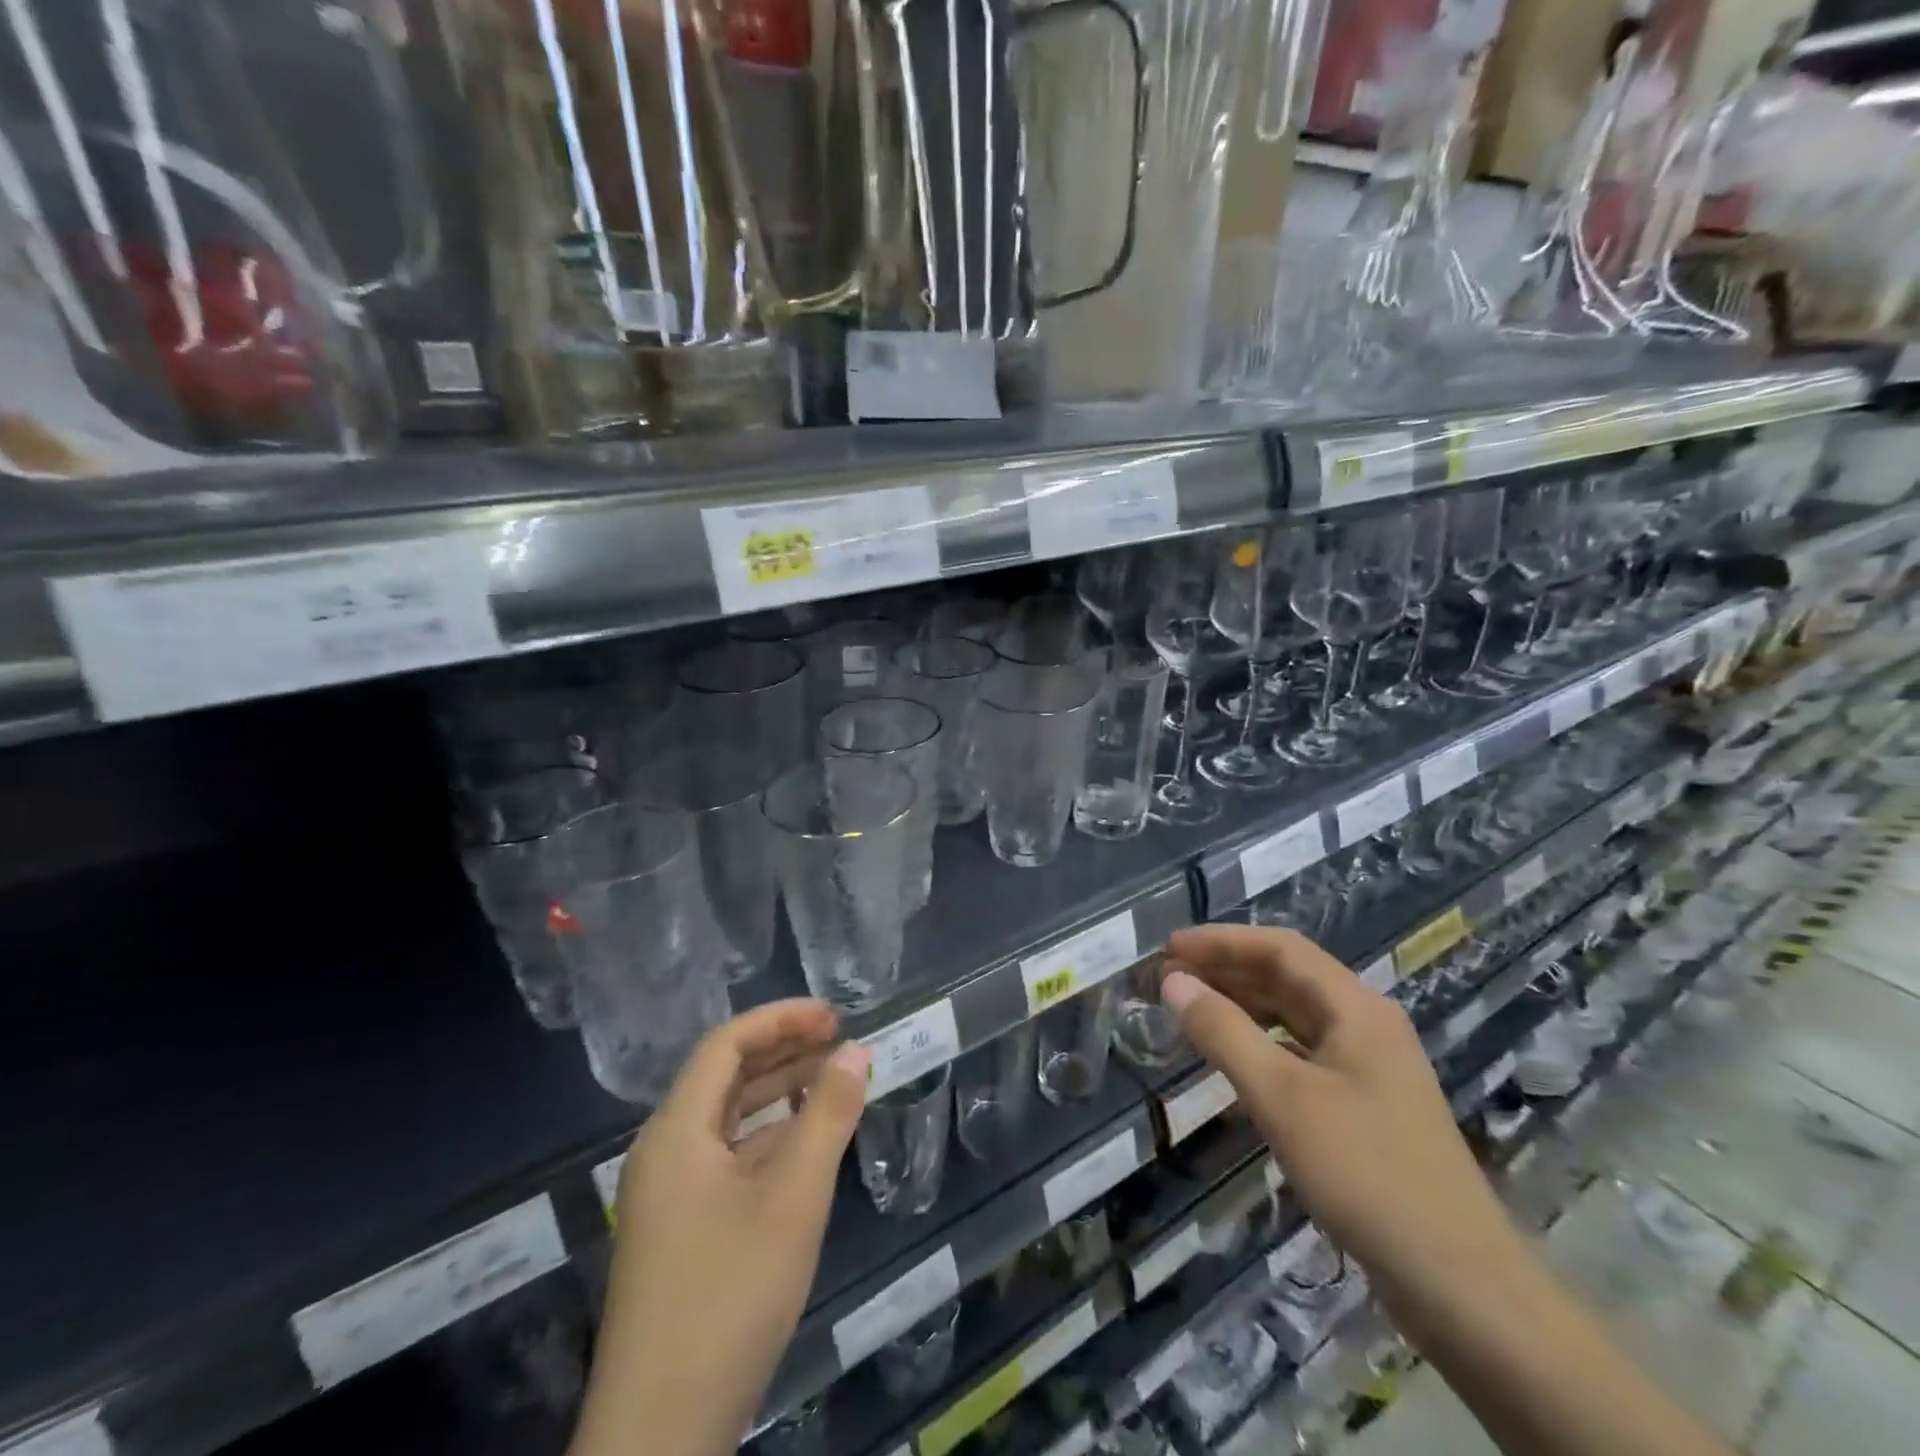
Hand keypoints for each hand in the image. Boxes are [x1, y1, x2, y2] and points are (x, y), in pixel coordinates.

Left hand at [571, 1001, 869, 1455]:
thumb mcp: (792, 1200)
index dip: (781, 1019)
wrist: (660, 1437)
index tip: (834, 1017)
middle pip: (726, 1076)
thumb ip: (827, 1117)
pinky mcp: (682, 1230)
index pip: (726, 1044)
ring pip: (729, 1119)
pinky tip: (808, 1143)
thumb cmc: (728, 1298)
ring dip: (780, 1092)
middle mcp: (665, 1151)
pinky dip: (771, 1137)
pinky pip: (729, 1158)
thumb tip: (857, 1050)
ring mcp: (670, 1195)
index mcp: (675, 1132)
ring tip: (834, 1079)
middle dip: (784, 1050)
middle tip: (842, 1041)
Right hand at [1158, 925, 1526, 1315]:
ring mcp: (1369, 1066)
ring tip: (1192, 1009)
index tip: (1169, 948)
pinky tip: (1235, 1059)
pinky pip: (1302, 1052)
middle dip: (1227, 970)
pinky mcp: (1365, 1105)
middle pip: (1288, 977)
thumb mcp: (1281, 1097)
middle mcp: (1365, 1024)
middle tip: (1170, 978)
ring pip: (1295, 1016)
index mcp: (1355, 1007)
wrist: (1460, 1284)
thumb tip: (1173, 981)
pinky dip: (1262, 1044)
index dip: (1221, 941)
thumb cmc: (1365, 1173)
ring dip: (1242, 1005)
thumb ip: (1223, 1032)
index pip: (1279, 948)